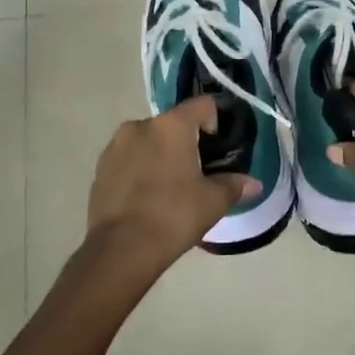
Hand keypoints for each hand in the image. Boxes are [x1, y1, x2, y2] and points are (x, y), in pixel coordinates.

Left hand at [78, 96, 257, 286]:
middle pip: (173, 124)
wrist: (122, 249)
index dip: (215, 122)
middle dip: (186, 142)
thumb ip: (234, 185)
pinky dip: (140, 169)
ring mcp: (115, 146)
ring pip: (148, 141)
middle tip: (196, 173)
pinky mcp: (100, 167)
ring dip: (160, 155)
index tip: (218, 150)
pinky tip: (146, 198)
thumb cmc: (174, 216)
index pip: (203, 105)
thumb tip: (254, 184)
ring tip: (169, 188)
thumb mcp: (213, 202)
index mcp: (172, 126)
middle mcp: (140, 126)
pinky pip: (128, 159)